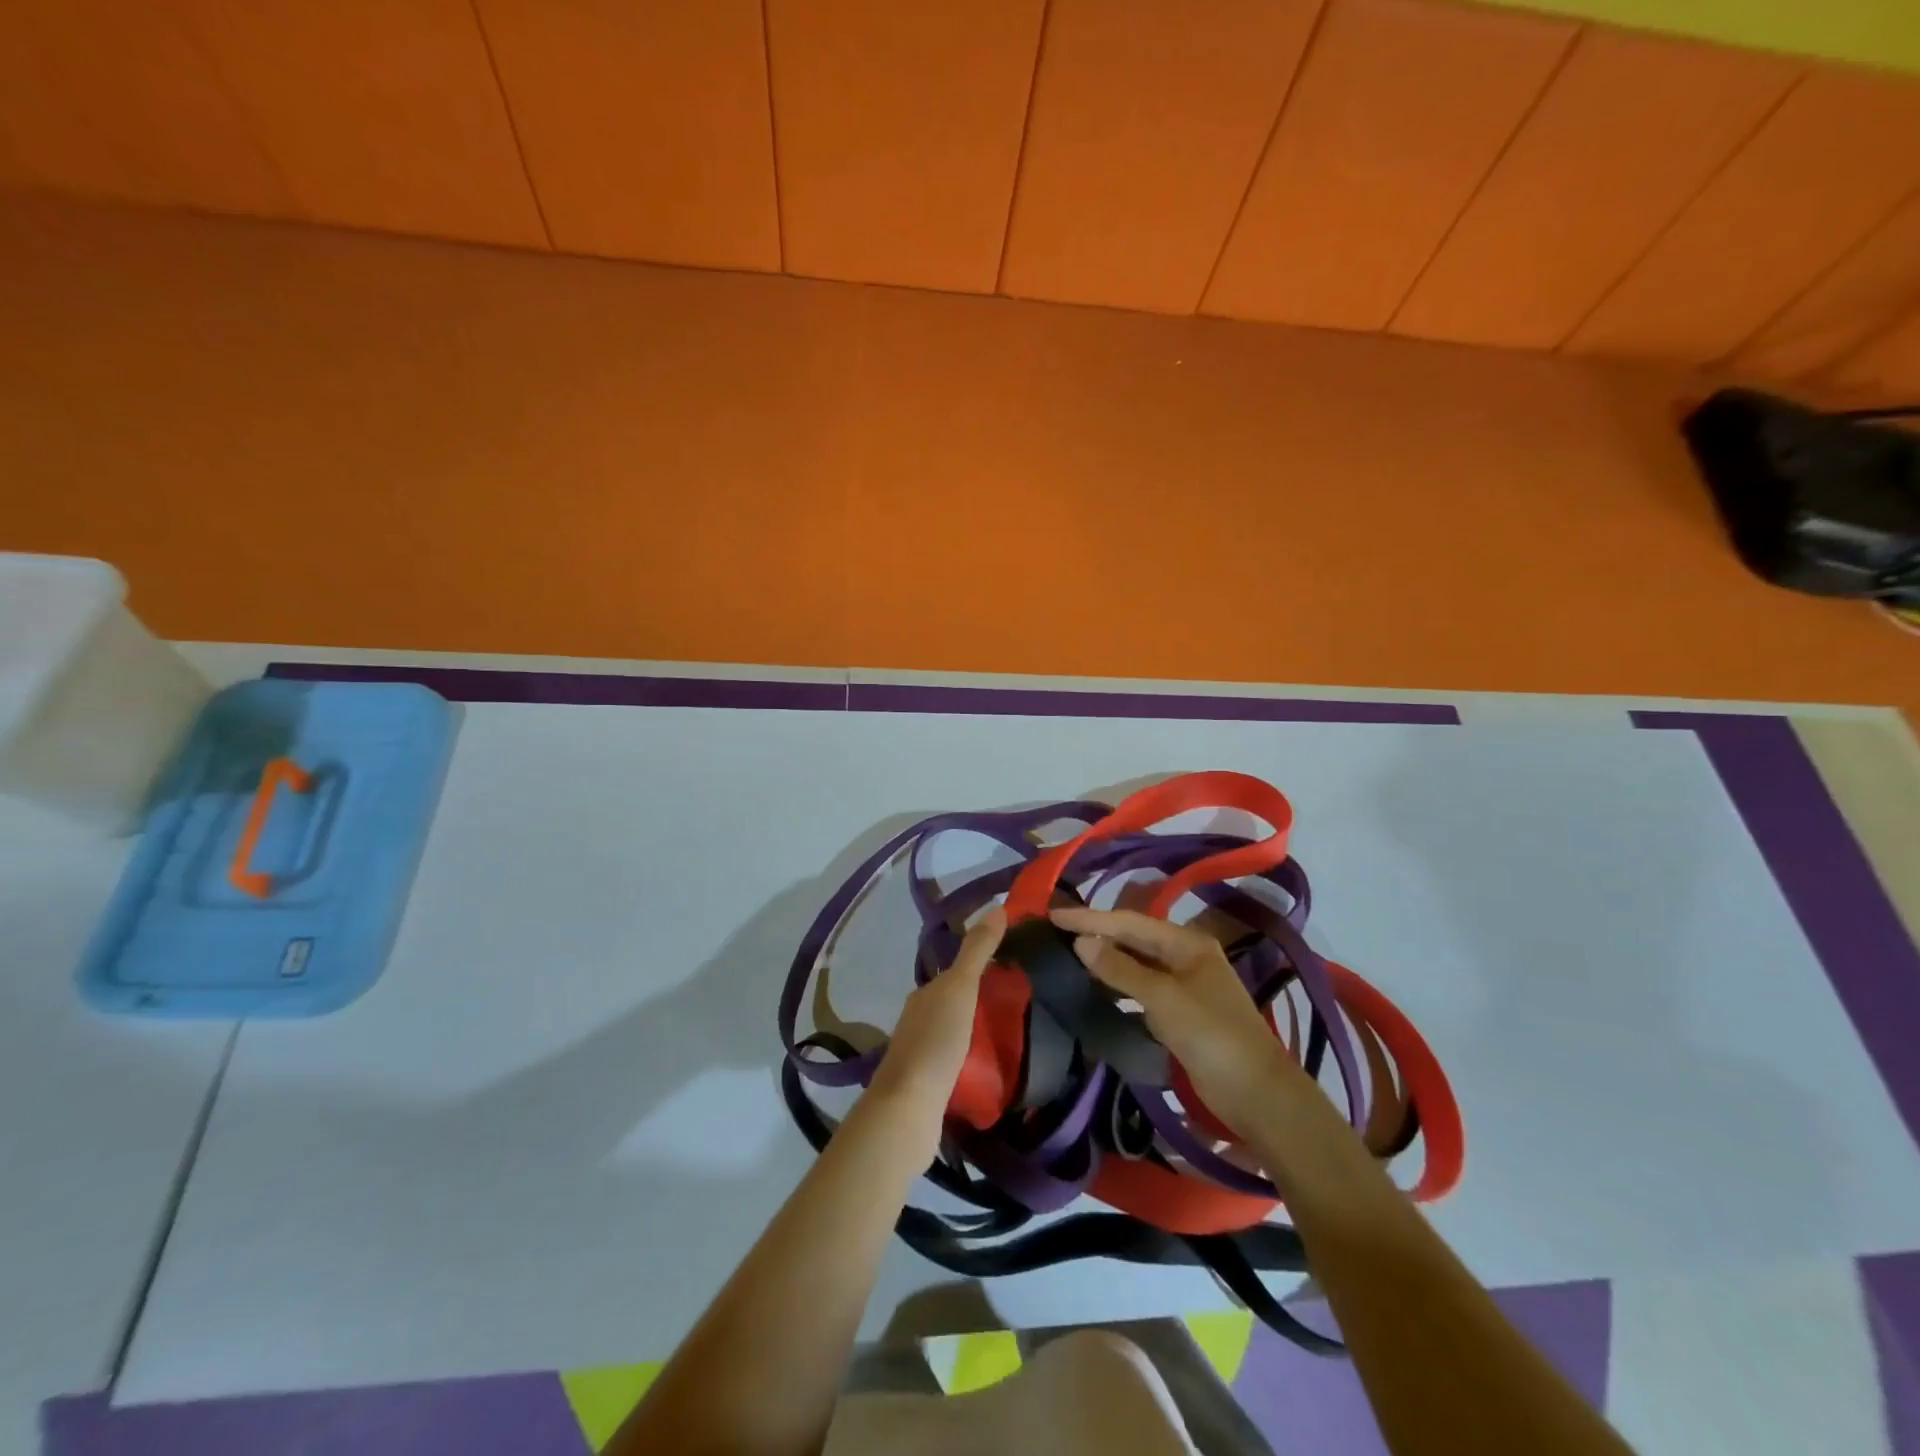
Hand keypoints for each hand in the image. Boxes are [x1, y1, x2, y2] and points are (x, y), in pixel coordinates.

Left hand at [867, 908, 1004, 1111]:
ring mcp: (919, 1053)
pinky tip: (988, 1067)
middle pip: (952, 1002)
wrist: (908, 1106)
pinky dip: (970, 1058)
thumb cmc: (936, 1041)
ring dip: (975, 1031)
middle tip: (1017, 1004)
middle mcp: (917, 1018)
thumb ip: (977, 951)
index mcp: (924, 994)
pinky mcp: (926, 1084)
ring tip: (1008, 1036)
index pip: (955, 972)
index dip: (980, 967)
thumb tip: (997, 907)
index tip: (1010, 968)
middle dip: (979, 1000)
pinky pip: (953, 1061)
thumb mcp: (961, 988)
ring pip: (952, 1032)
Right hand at [1050, 906, 1308, 1136]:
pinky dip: (1118, 987)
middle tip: (1056, 932)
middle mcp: (1185, 956)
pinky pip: (1140, 990)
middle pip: (1133, 939)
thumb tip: (1081, 941)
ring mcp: (1184, 985)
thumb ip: (1120, 969)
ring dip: (1105, 960)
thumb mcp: (1162, 998)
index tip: (1053, 915)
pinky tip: (1095, 989)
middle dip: (1096, 934)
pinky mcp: (1179, 1012)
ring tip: (1068, 956)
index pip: (1129, 922)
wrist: (1256, 1093)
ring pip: (1135, 964)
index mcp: (1186, 942)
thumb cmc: (1211, 1035)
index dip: (1090, 918)